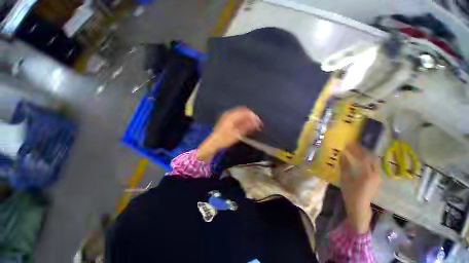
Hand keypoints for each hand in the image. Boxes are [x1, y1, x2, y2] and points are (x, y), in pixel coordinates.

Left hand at [196, 106, 261, 161]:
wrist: (213, 142)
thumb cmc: (224, 139)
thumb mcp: (237, 134)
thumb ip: (247, 126)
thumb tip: (257, 122)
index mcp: (232, 116)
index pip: (246, 112)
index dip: (253, 116)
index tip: (259, 123)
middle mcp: (229, 113)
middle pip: (243, 111)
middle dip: (251, 117)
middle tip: (256, 124)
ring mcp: (227, 116)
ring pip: (240, 113)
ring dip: (247, 118)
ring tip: (252, 126)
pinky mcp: (226, 119)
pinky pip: (237, 116)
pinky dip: (242, 119)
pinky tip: (245, 125)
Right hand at [339, 143, 380, 232]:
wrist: (359, 206)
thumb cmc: (350, 193)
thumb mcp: (345, 179)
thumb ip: (345, 166)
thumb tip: (342, 154)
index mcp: (367, 174)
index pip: (363, 157)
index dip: (355, 149)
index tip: (348, 144)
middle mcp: (375, 174)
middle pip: (371, 157)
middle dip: (362, 150)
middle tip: (352, 146)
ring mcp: (377, 177)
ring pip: (373, 161)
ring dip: (365, 154)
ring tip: (356, 151)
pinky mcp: (376, 179)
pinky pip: (373, 165)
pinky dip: (367, 160)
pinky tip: (360, 160)